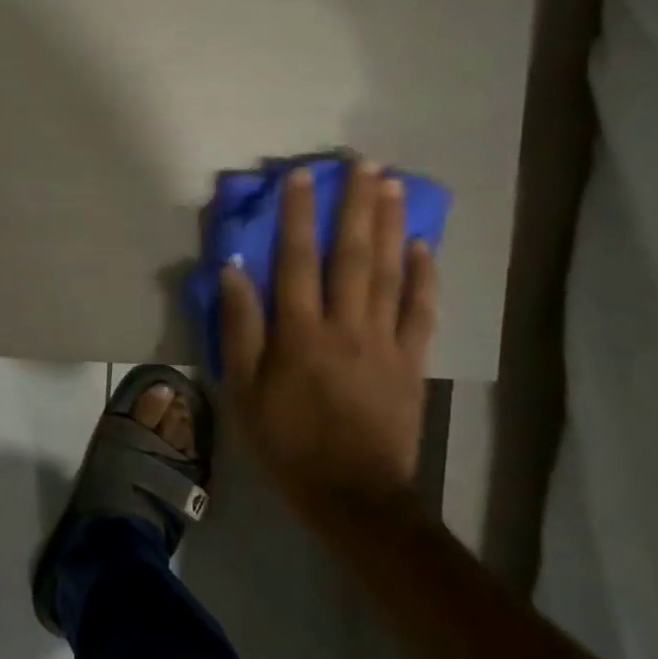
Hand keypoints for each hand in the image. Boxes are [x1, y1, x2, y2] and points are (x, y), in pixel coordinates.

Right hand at [218, 161, 438, 506]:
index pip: (297, 260)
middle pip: (352, 254)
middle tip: (364, 163)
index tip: (302, 176)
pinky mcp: (412, 362)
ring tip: (393, 185)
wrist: (353, 495)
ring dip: (391, 225)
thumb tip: (233, 272)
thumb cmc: (286, 443)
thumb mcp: (243, 391)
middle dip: (356, 205)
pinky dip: (424, 277)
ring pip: (389, 272)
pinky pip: (421, 311)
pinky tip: (424, 246)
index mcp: (299, 333)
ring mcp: (385, 342)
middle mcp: (345, 325)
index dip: (298, 214)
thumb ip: (239, 329)